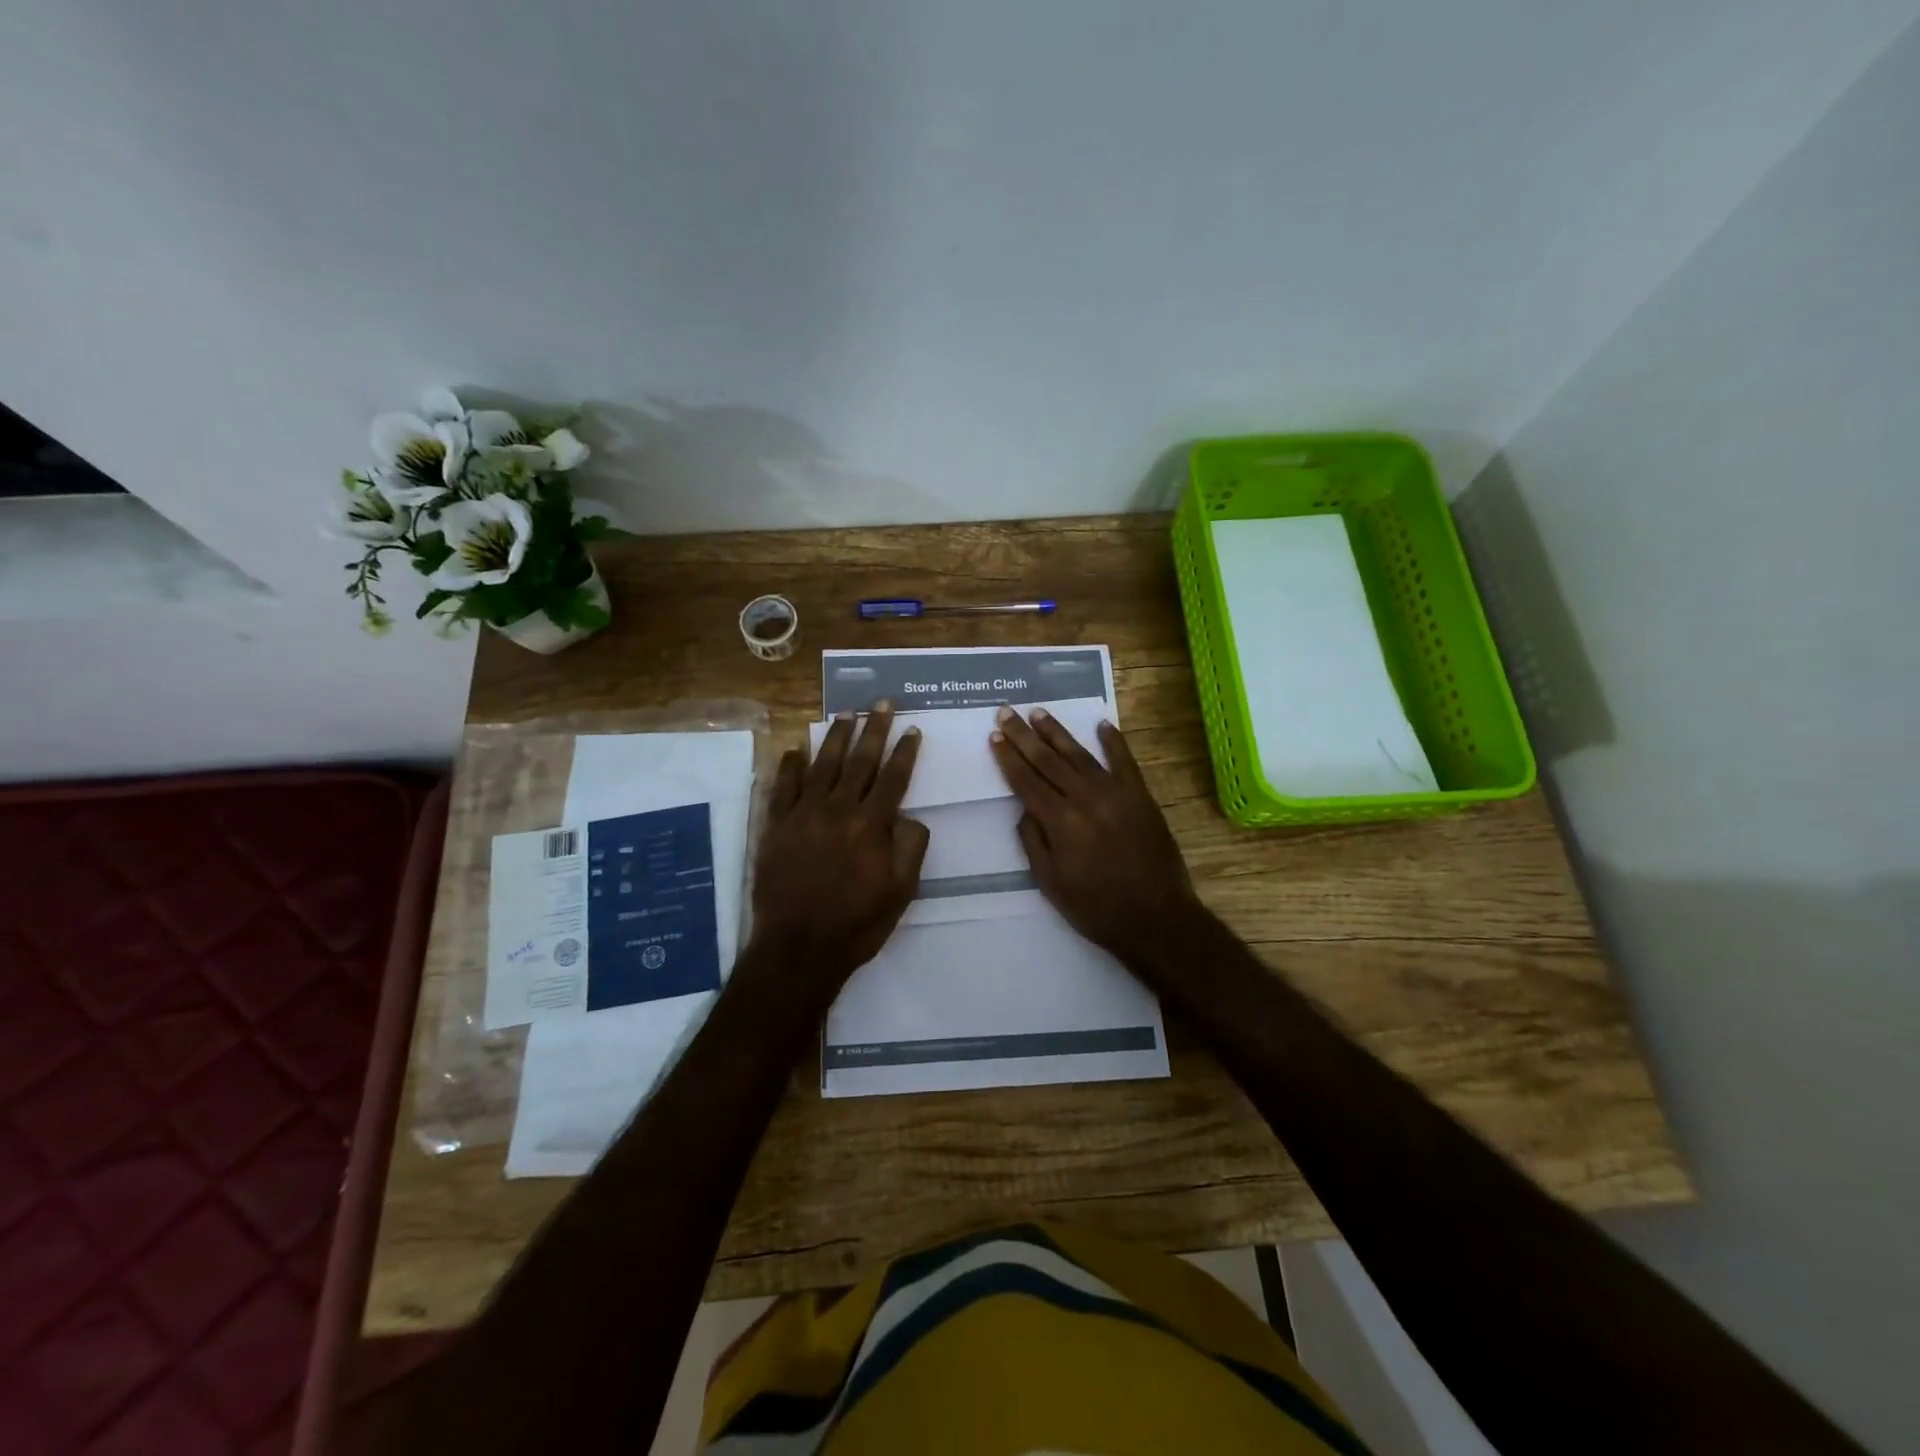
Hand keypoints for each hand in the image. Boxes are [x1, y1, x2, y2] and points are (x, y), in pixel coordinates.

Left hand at [747, 704, 928, 1005]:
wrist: (799, 948)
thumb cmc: (857, 923)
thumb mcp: (902, 891)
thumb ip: (911, 847)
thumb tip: (908, 815)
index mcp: (871, 825)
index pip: (893, 778)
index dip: (904, 752)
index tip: (912, 729)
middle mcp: (838, 810)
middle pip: (859, 761)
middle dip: (873, 730)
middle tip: (881, 704)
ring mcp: (803, 815)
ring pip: (822, 765)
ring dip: (835, 737)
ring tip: (845, 714)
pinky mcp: (776, 826)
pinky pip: (783, 787)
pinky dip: (790, 765)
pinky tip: (796, 749)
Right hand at [989, 706, 1203, 956]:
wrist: (1156, 918)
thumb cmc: (1096, 907)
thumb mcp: (1051, 882)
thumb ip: (1034, 841)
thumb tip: (1026, 809)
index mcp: (1060, 821)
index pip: (1026, 781)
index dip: (1008, 758)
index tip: (995, 736)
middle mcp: (1085, 798)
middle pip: (1048, 760)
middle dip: (1024, 735)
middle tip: (1007, 712)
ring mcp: (1116, 793)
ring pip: (1080, 754)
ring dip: (1058, 732)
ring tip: (1040, 712)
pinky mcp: (1141, 796)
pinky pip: (1125, 762)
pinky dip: (1114, 742)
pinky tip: (1102, 724)